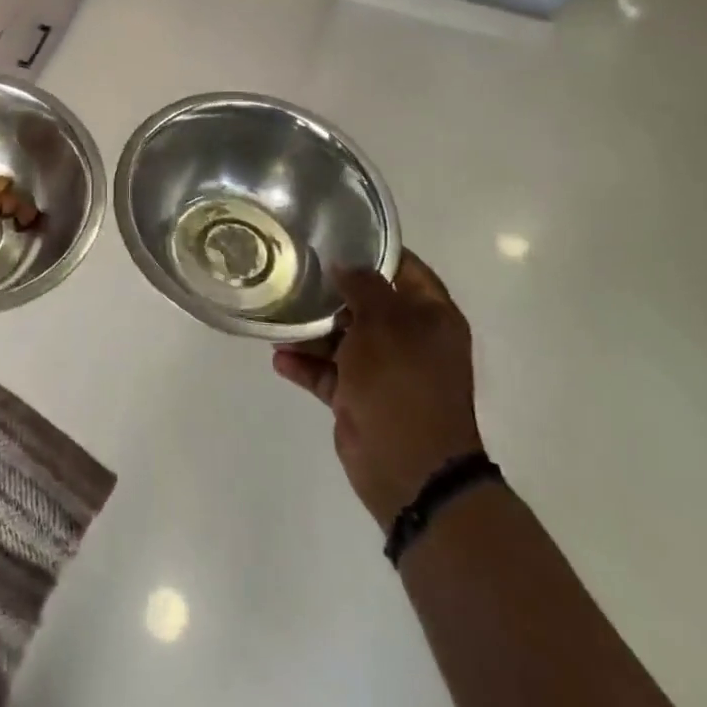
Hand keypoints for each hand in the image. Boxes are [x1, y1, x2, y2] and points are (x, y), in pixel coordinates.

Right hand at [272, 252, 483, 528]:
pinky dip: (305, 365)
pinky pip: (328, 372)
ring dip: (311, 330)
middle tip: (293, 270)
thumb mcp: (384, 325)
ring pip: (342, 337)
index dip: (372, 250)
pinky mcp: (359, 398)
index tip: (333, 235)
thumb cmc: (402, 385)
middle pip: (366, 302)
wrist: (410, 471)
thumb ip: (364, 287)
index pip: (404, 268)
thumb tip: (344, 263)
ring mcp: (383, 370)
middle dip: (330, 290)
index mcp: (430, 317)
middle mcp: (409, 339)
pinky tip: (278, 356)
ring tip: (277, 316)